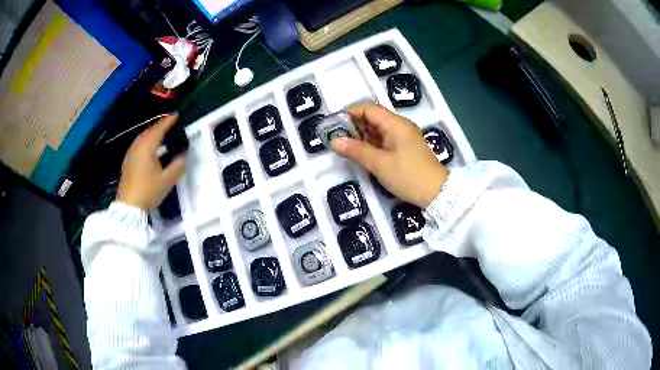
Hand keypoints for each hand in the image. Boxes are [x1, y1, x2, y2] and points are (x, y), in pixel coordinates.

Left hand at [117, 115, 185, 210]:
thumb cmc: (148, 191)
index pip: (158, 129)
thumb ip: (177, 166)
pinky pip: (138, 145)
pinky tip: (149, 149)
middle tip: (169, 124)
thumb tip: (184, 156)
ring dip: (151, 133)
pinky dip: (145, 142)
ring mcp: (131, 154)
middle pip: (149, 131)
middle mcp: (137, 147)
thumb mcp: (166, 181)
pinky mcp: (127, 162)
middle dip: (159, 126)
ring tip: (160, 134)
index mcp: (147, 148)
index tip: (176, 116)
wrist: (129, 206)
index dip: (168, 122)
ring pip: (142, 138)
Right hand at [332, 103, 446, 207]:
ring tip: (346, 148)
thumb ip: (356, 151)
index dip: (351, 113)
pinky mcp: (405, 149)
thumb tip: (334, 141)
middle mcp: (400, 126)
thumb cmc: (408, 176)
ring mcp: (404, 138)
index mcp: (395, 124)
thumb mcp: (379, 164)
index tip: (334, 125)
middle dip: (354, 126)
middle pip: (373, 118)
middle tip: (337, 139)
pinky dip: (372, 144)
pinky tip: (362, 154)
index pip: (369, 109)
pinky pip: (385, 140)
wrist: (437, 193)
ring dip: (362, 136)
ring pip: (378, 130)